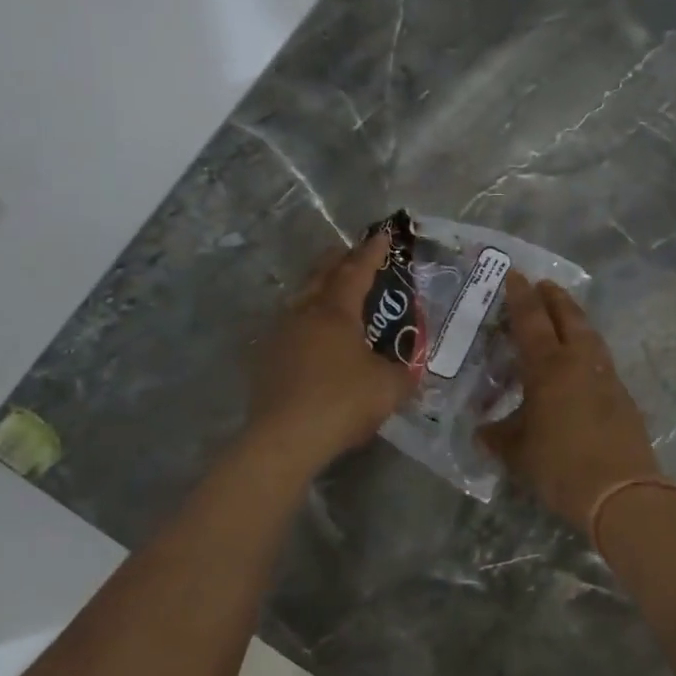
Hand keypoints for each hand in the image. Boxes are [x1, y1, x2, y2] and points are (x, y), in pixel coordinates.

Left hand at [248, 232, 417, 467]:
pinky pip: (290, 326)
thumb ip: (404, 372)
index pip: (357, 271)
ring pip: (301, 299)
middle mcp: (304, 312)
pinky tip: (311, 336)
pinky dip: (306, 320)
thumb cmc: (342, 402)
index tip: (382, 235)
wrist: (284, 440)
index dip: (372, 252)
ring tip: (332, 291)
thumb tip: (409, 367)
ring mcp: (280, 334)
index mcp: (336, 310)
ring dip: (319, 288)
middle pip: (322, 274)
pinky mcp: (266, 359)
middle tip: (354, 254)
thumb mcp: (389, 387)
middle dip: (340, 260)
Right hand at [481, 273, 659, 531]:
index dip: (520, 296)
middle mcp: (579, 361)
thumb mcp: (517, 452)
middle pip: (568, 316)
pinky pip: (600, 358)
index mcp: (548, 366)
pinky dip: (588, 347)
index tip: (515, 274)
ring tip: (564, 314)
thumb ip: (497, 436)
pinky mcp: (622, 395)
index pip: (531, 319)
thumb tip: (482, 431)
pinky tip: (581, 360)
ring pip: (589, 334)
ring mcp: (606, 376)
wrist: (621, 491)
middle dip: (554, 297)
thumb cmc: (560, 465)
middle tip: (542, 284)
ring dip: (575, 317)